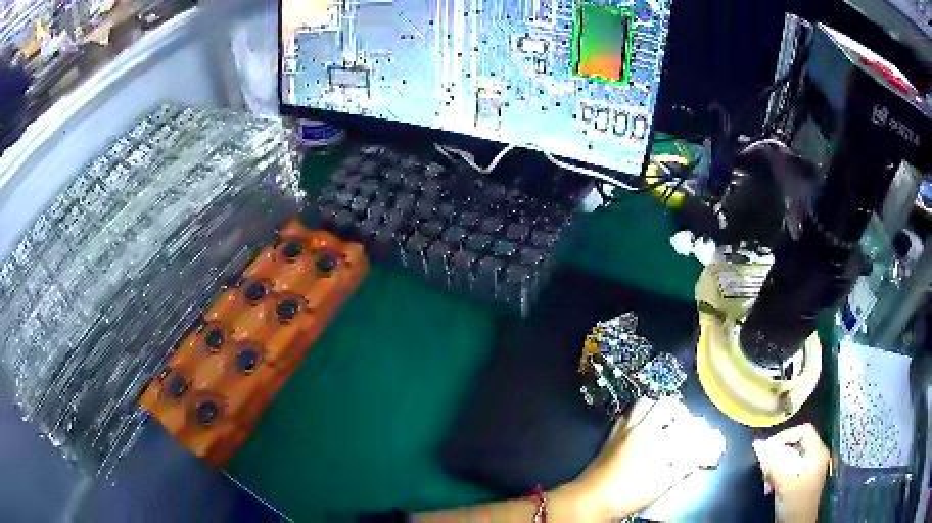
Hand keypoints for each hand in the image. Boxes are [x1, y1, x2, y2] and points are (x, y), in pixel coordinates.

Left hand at [561, 397, 707, 519]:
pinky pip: (627, 415)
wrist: (590, 499)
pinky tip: (642, 429)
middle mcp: (640, 428)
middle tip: (682, 422)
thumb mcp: (662, 485)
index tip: (700, 433)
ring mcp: (623, 429)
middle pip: (665, 403)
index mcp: (656, 440)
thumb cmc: (628, 495)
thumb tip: (696, 457)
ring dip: (657, 407)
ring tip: (663, 421)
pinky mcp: (610, 435)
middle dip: (678, 410)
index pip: (683, 424)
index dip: (695, 427)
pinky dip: (638, 415)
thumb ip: (682, 468)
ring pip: (644, 403)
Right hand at [753, 423, 829, 522]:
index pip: (803, 430)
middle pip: (796, 444)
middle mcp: (816, 456)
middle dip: (778, 455)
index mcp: (817, 452)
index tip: (767, 449)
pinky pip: (790, 469)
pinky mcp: (803, 480)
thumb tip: (757, 445)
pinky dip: (779, 475)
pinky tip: (771, 488)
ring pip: (791, 458)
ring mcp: (810, 469)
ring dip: (776, 467)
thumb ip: (773, 464)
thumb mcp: (784, 483)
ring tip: (766, 481)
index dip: (785, 436)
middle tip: (764, 468)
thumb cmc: (796, 503)